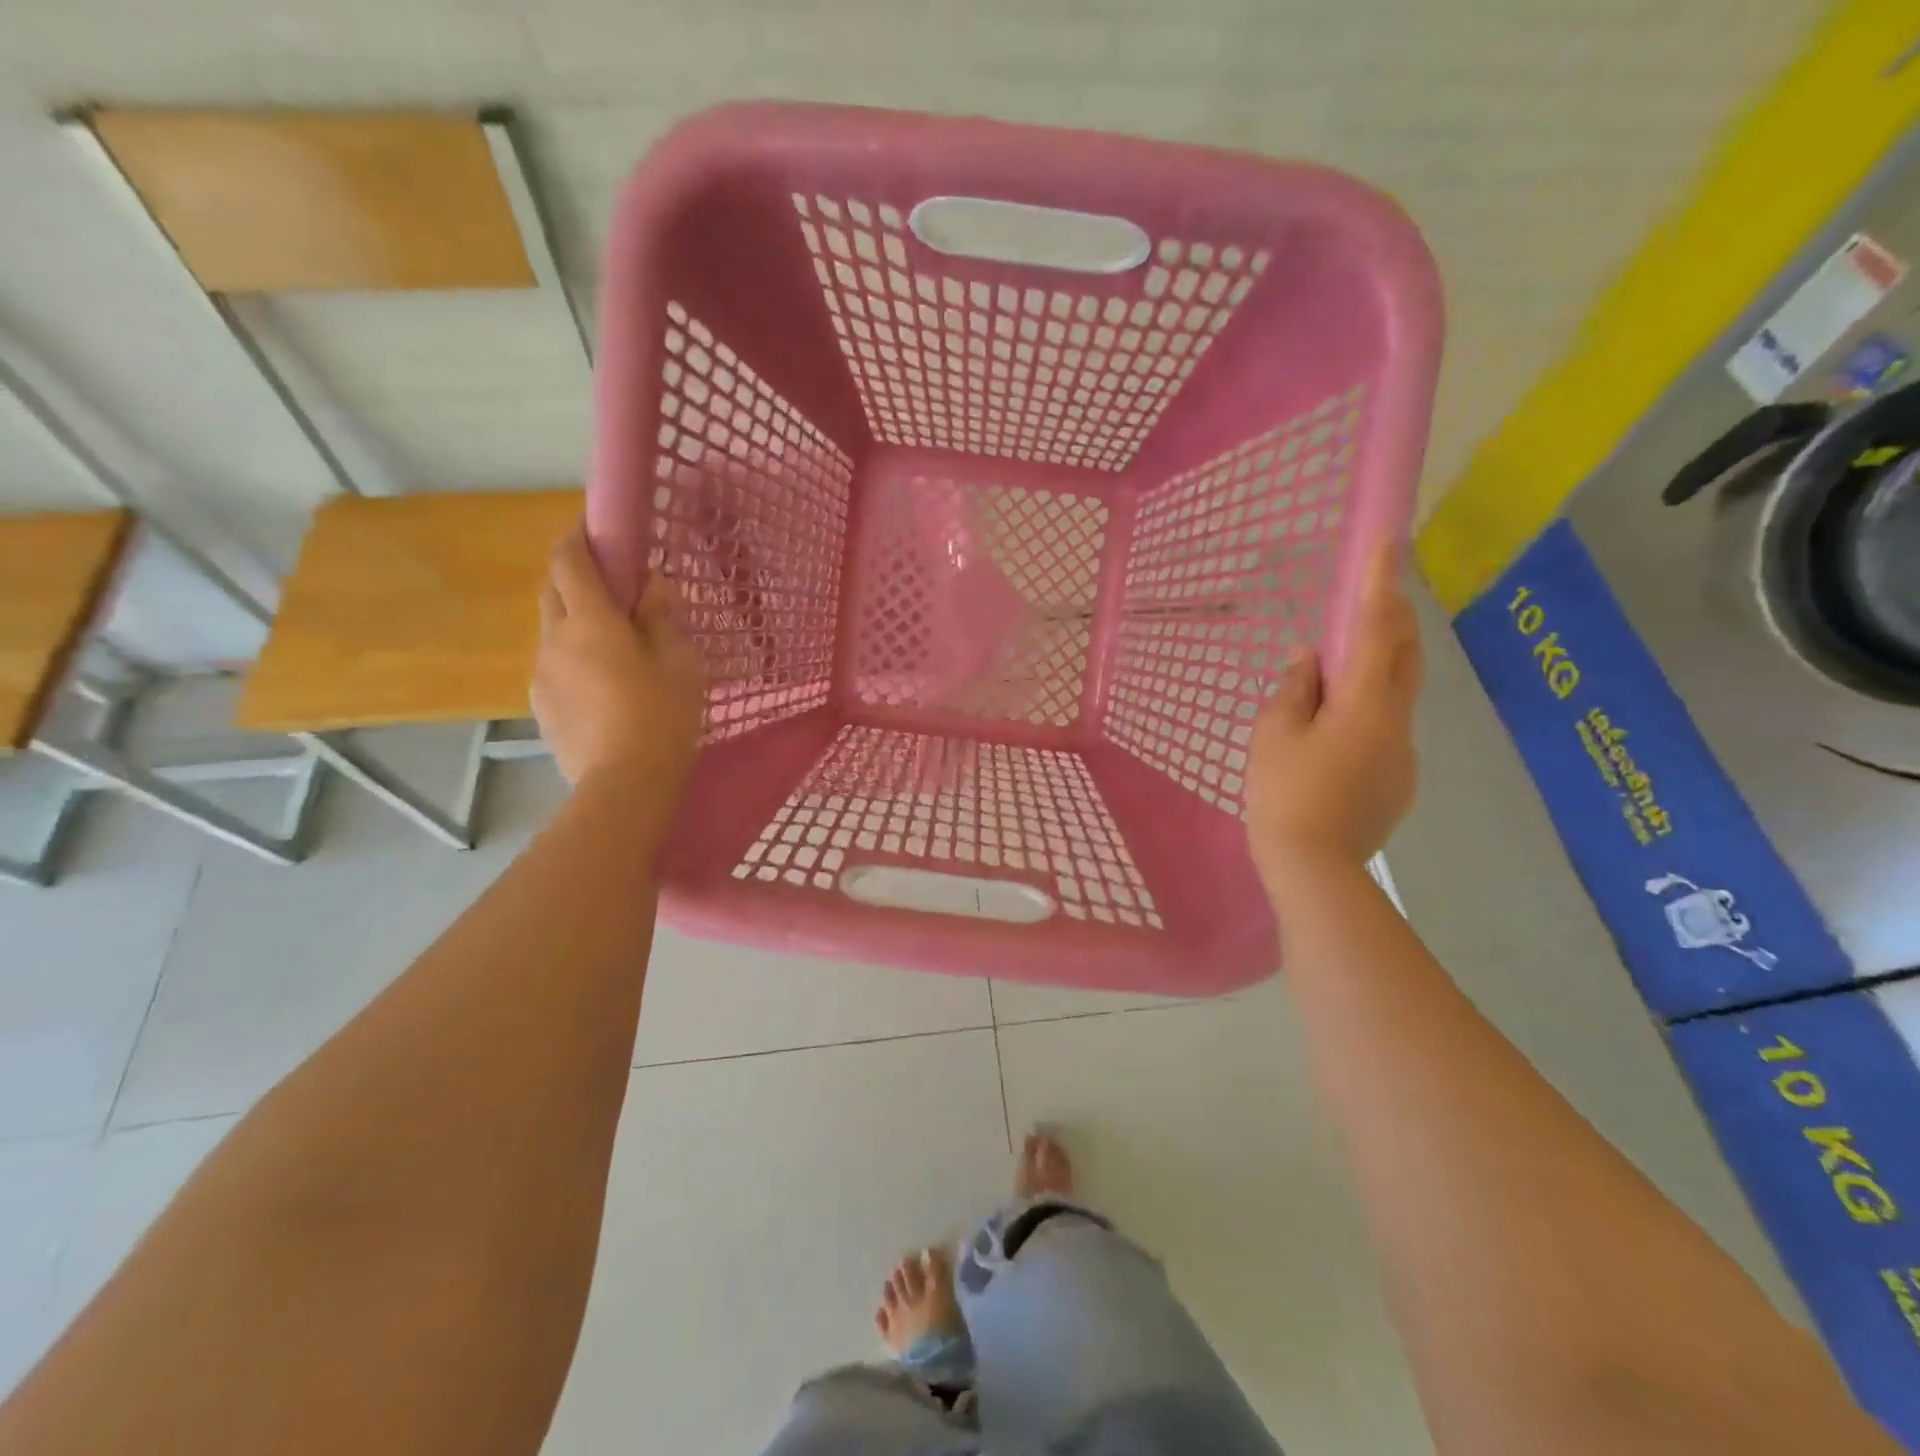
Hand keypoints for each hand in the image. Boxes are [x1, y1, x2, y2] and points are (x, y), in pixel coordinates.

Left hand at [531, 529, 705, 789]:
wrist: (624, 785)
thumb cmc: (663, 716)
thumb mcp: (681, 662)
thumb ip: (662, 616)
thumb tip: (651, 586)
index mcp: (591, 621)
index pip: (568, 559)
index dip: (579, 537)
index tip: (597, 530)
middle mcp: (555, 639)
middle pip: (552, 590)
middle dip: (575, 578)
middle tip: (614, 591)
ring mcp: (542, 675)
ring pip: (553, 631)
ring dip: (577, 624)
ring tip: (614, 650)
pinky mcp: (541, 707)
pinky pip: (555, 667)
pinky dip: (574, 660)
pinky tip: (603, 689)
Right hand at [1245, 542, 1422, 880]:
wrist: (1314, 870)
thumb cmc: (1285, 794)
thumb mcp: (1273, 735)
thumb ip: (1293, 690)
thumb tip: (1309, 661)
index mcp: (1365, 703)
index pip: (1374, 629)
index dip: (1379, 583)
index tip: (1389, 542)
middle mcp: (1397, 722)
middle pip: (1405, 656)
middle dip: (1393, 620)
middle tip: (1372, 597)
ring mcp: (1404, 756)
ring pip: (1397, 696)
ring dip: (1376, 671)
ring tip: (1336, 678)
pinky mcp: (1399, 783)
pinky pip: (1386, 731)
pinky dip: (1367, 714)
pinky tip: (1335, 739)